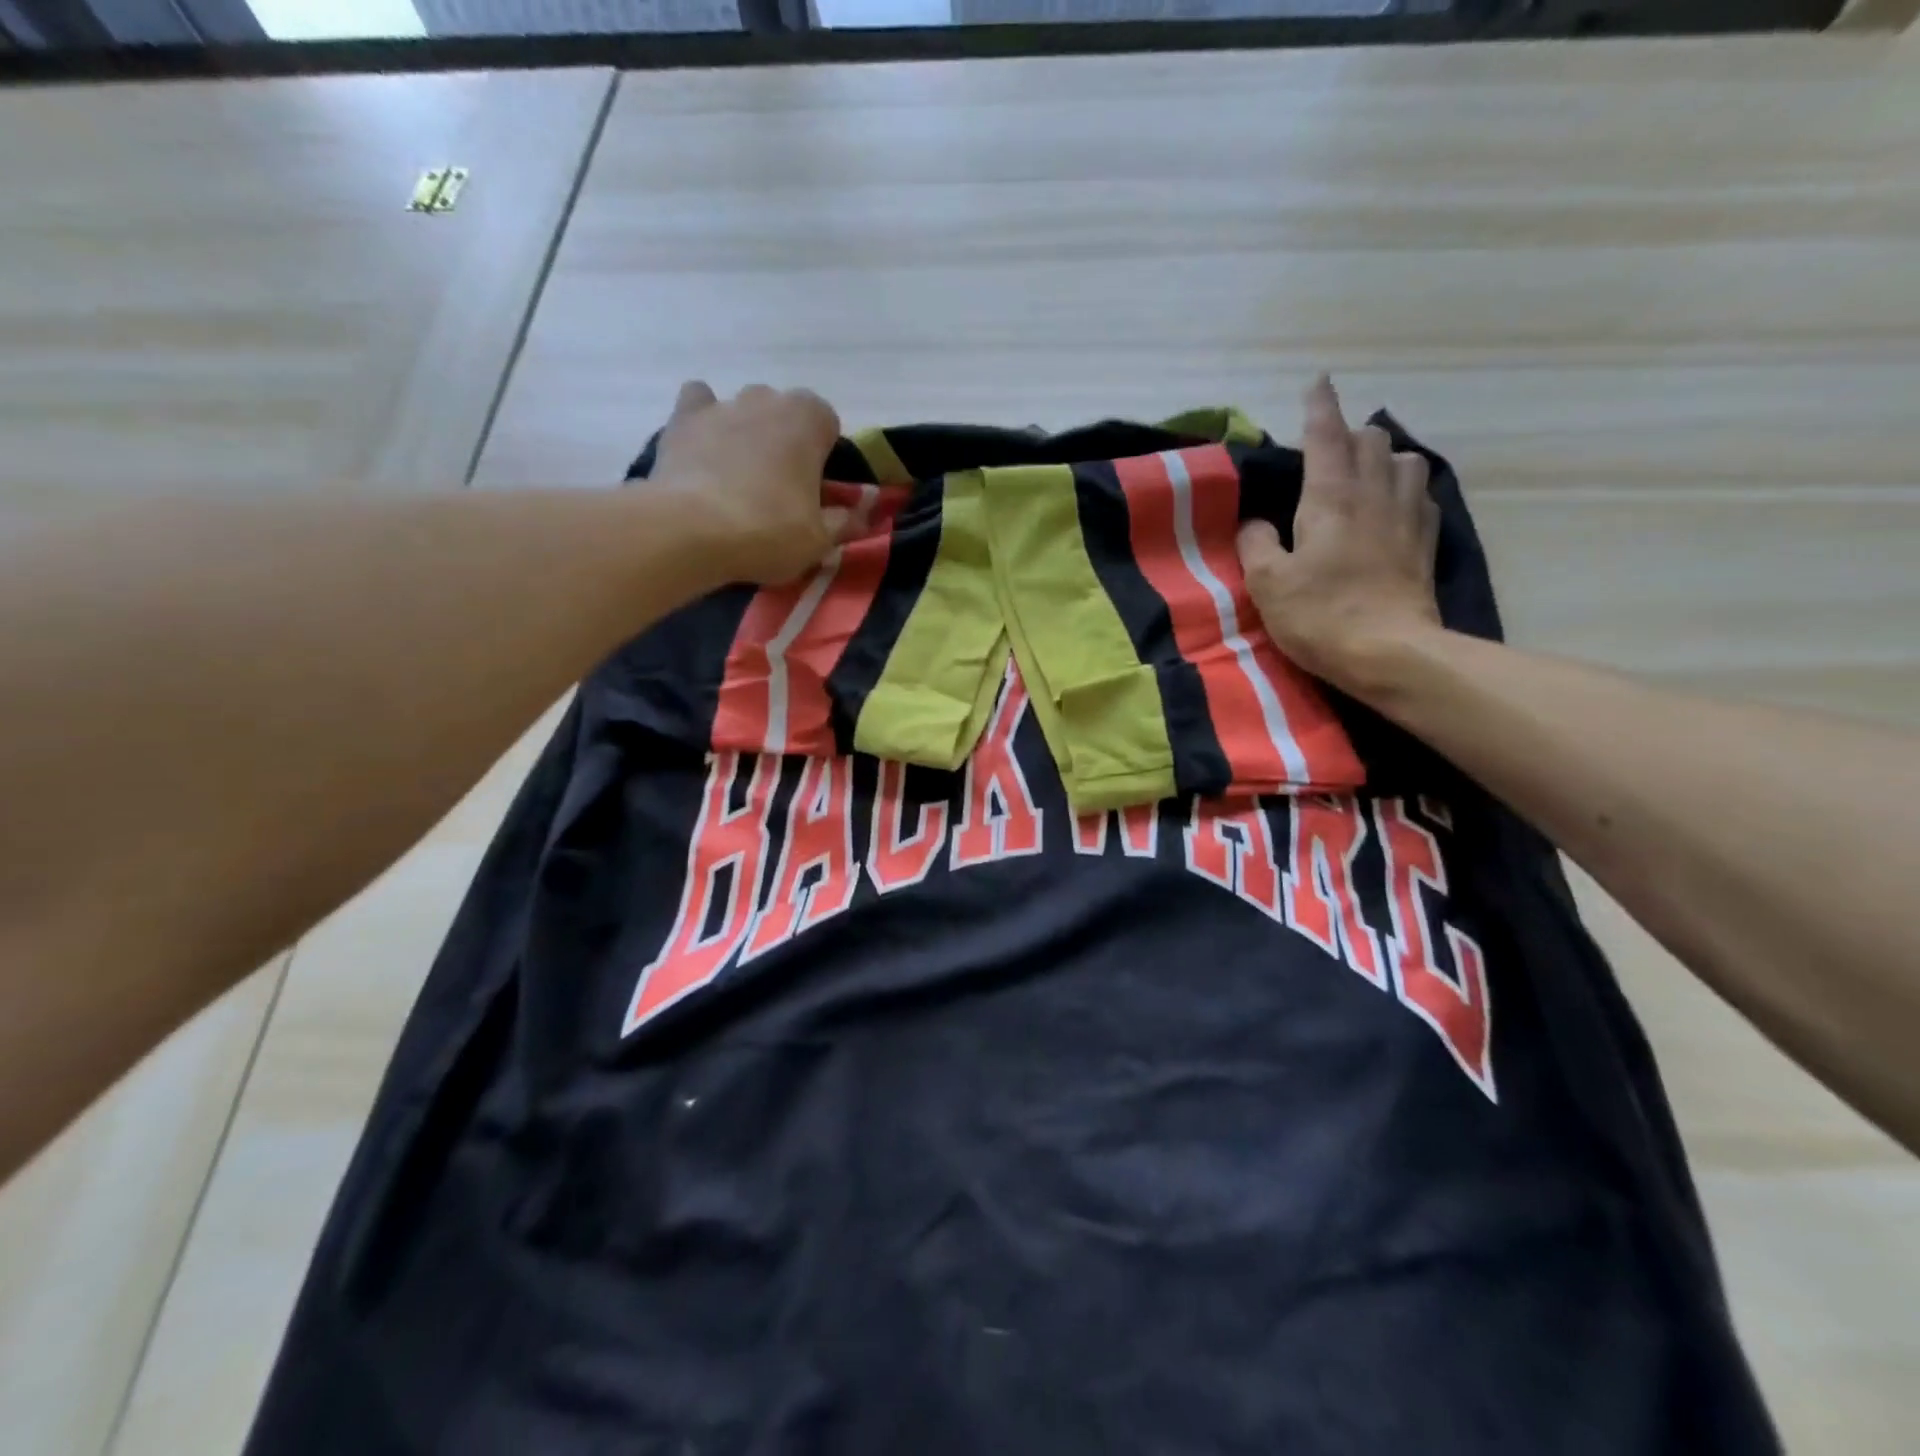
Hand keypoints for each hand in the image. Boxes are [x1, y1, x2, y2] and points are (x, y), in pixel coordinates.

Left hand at [652, 380, 848, 584]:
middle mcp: (766, 399)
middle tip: (779, 489)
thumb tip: (863, 514)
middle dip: (785, 441)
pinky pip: (698, 404)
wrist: (691, 531)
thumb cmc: (769, 531)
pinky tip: (703, 452)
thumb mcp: (820, 539)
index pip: (827, 422)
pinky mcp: (681, 419)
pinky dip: (703, 422)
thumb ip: (845, 520)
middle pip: (784, 413)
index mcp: (808, 420)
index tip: (816, 488)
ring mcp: (721, 404)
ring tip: (739, 478)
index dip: (823, 454)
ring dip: (747, 433)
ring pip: (743, 409)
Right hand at [1238, 375, 1442, 695]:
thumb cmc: (1320, 615)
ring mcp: (1408, 516)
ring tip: (1366, 473)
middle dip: (1349, 434)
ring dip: (1385, 457)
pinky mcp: (1427, 542)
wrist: (1390, 653)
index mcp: (1330, 498)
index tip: (1318, 382)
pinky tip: (1395, 506)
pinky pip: (1423, 495)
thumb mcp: (1268, 583)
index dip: (1319, 407)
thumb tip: (1256, 523)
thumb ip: (1256, 543)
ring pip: (1406, 460)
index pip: (1325, 436)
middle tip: (1327, 451)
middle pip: (1371, 440)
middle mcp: (1375, 494)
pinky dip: (1407, 488)